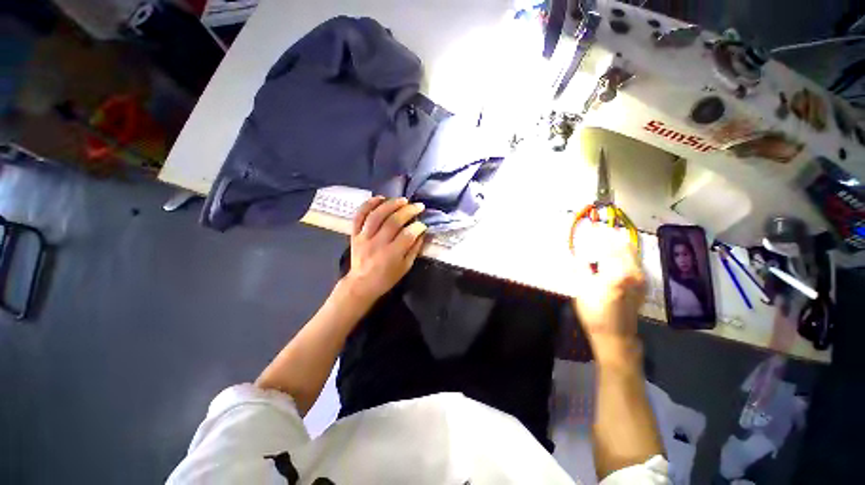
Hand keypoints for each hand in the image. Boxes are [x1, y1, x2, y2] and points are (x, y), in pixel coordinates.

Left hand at [343, 196, 426, 303]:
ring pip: (376, 215)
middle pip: (393, 222)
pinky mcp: (355, 234)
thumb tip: (423, 232)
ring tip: (403, 200)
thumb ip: (415, 249)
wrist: (362, 283)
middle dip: (408, 211)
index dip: (418, 226)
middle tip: (418, 206)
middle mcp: (377, 244)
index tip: (424, 223)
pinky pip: (359, 216)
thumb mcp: (406, 267)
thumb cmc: (387, 277)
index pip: (407, 235)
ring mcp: (364, 237)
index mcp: (391, 255)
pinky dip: (369, 205)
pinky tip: (380, 198)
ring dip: (391, 204)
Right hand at [571, 225, 645, 366]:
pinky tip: (619, 254)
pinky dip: (627, 254)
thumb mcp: (581, 288)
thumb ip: (580, 267)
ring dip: (621, 244)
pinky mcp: (642, 285)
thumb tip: (576, 253)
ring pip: (633, 254)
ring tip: (610, 237)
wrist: (615, 335)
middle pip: (625, 247)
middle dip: (613, 236)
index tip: (593, 226)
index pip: (609, 247)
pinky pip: (636, 262)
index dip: (601, 235)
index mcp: (617, 272)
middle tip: (603, 229)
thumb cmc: (594, 311)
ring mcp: (640, 279)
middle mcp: (633, 272)